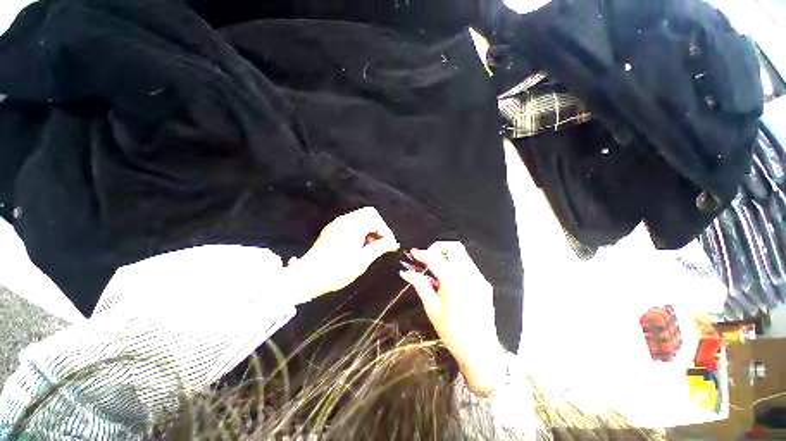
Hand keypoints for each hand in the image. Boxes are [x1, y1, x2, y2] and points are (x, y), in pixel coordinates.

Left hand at [288, 207, 399, 302]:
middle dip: (378, 228)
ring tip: (370, 247)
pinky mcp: (331, 230)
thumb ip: (380, 248)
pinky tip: (358, 246)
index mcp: (353, 225)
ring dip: (369, 229)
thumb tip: (393, 243)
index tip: (389, 246)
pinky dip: (359, 231)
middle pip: (368, 214)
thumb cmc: (337, 270)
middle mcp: (345, 220)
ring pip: (360, 218)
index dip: (385, 231)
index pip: (376, 218)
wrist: (307, 277)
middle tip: (380, 244)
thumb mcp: (362, 260)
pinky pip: (351, 223)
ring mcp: (336, 223)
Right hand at [399, 242, 505, 395]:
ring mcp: (479, 278)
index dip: (422, 253)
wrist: (481, 351)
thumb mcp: (432, 308)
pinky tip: (449, 278)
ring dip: (447, 255)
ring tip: (436, 267)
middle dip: (438, 248)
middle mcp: (468, 275)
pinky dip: (456, 264)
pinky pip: (468, 266)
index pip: (435, 258)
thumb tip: (406, 272)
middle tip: (427, 257)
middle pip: (454, 247)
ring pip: (463, 254)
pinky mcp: (484, 284)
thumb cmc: (452, 332)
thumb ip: (420, 284)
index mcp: (453, 281)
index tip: (413, 253)